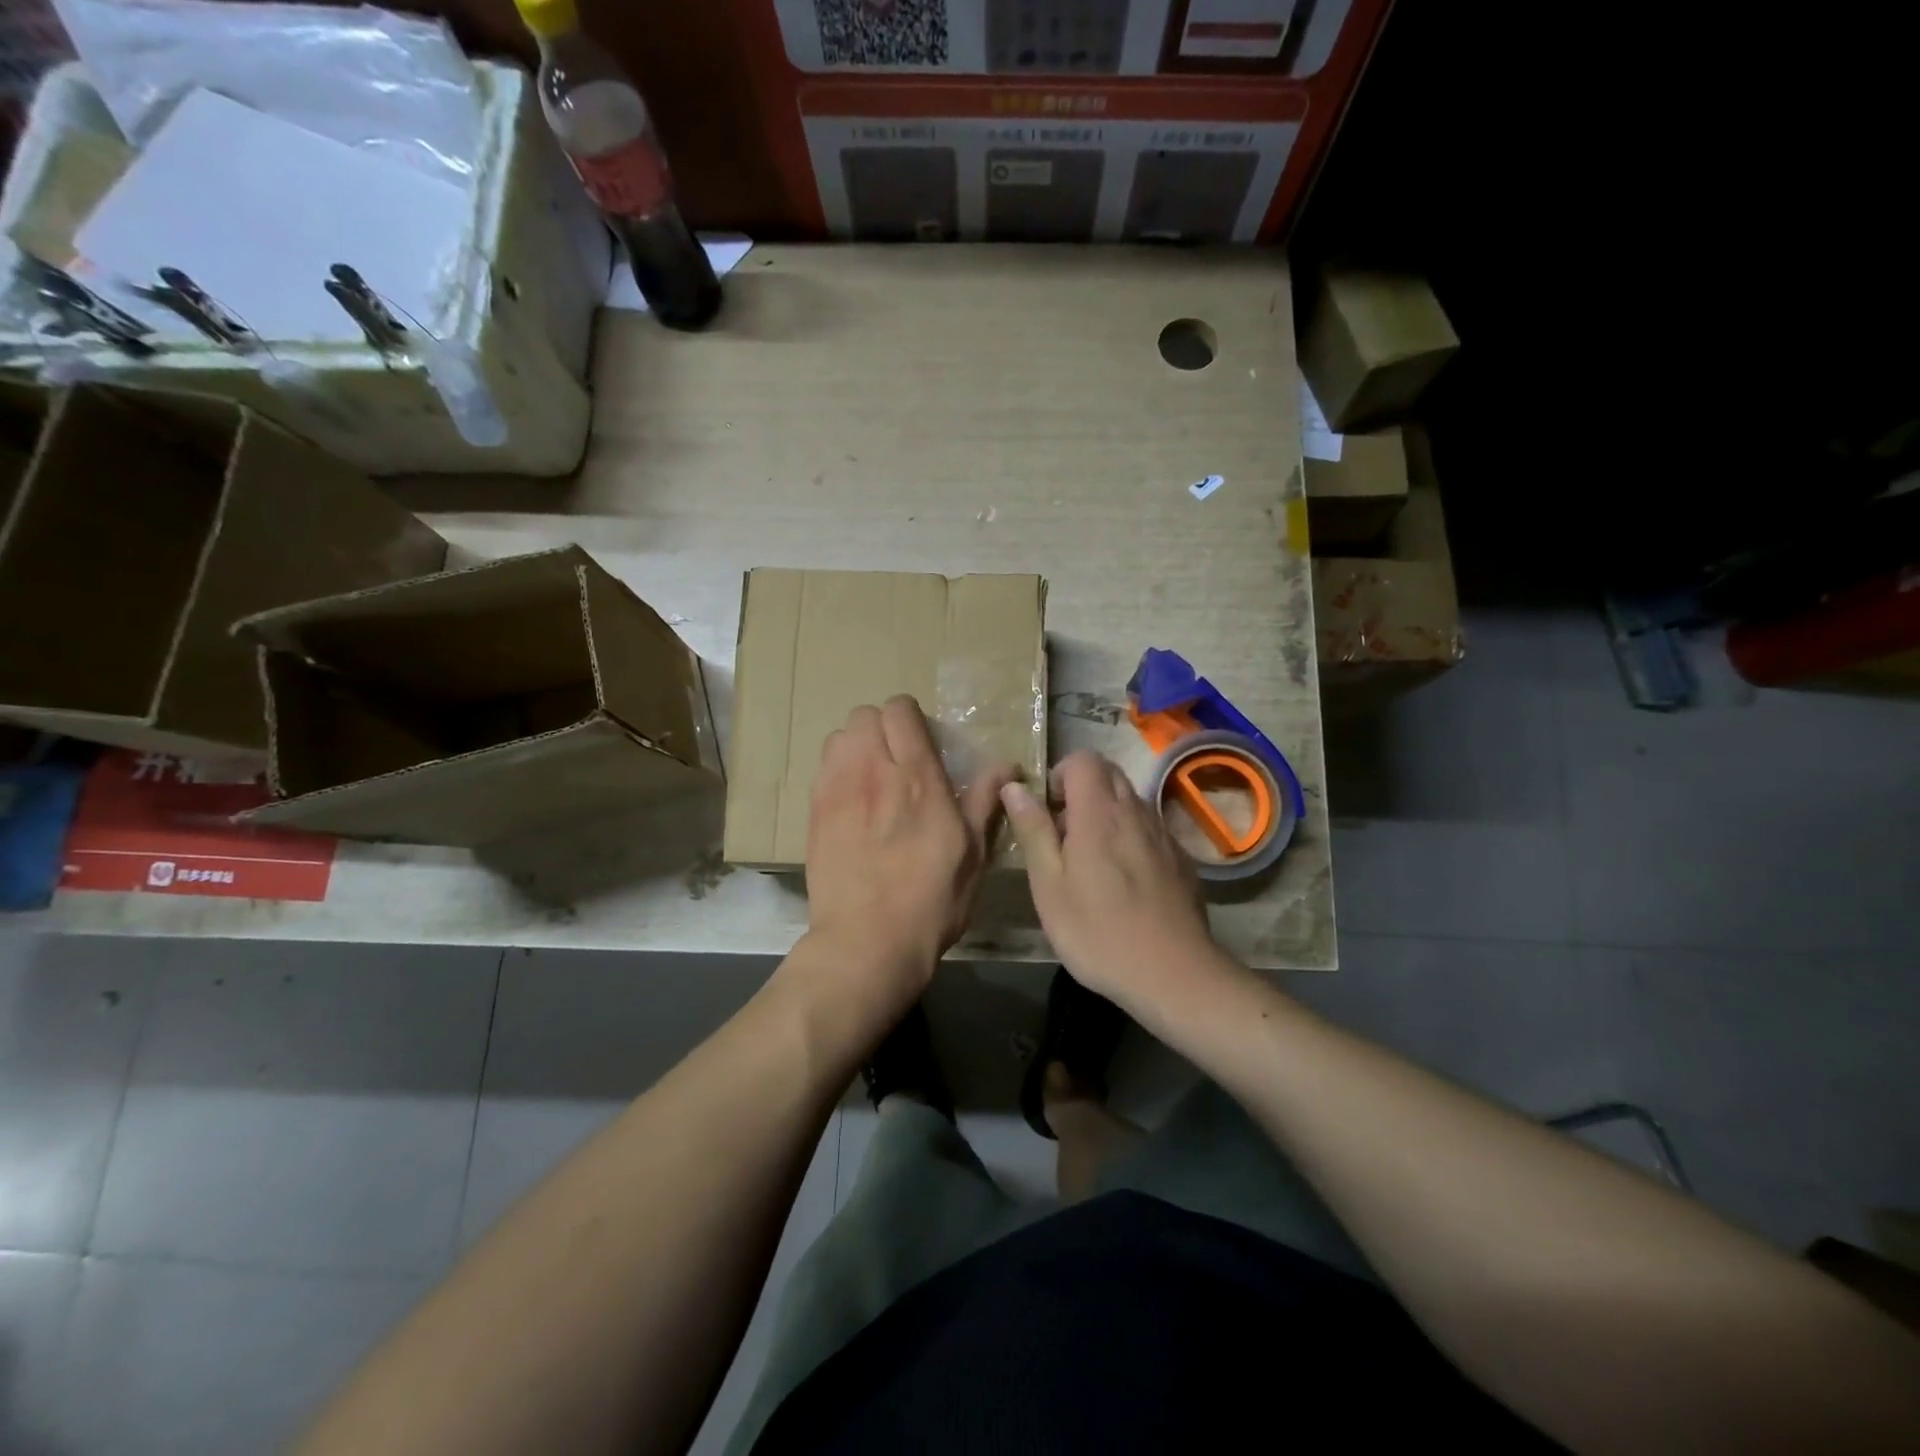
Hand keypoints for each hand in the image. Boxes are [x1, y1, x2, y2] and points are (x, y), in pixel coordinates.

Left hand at [805, 697, 1015, 999]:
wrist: (867, 941)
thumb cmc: (931, 900)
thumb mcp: (972, 854)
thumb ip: (983, 801)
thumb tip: (1007, 765)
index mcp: (917, 778)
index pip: (900, 710)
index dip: (911, 717)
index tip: (923, 742)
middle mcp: (873, 772)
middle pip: (864, 714)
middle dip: (882, 727)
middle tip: (897, 758)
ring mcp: (837, 790)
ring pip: (839, 736)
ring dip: (857, 746)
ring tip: (871, 776)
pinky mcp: (814, 812)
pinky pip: (823, 767)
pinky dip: (838, 770)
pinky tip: (851, 801)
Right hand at [999, 750, 1219, 1013]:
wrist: (1173, 974)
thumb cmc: (1097, 931)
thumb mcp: (1049, 885)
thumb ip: (1033, 830)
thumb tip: (1014, 786)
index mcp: (1099, 812)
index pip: (1083, 758)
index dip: (1059, 775)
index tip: (1048, 813)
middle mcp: (1136, 811)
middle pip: (1109, 774)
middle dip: (1081, 791)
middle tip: (1064, 836)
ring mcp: (1163, 834)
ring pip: (1130, 801)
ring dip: (1105, 815)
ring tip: (1090, 863)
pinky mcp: (1180, 859)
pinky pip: (1149, 829)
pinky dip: (1130, 838)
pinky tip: (1124, 883)